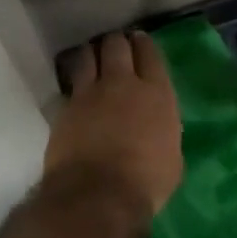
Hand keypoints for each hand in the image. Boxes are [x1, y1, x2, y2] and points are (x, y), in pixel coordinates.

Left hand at [44, 32, 183, 217]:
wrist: (98, 195)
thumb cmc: (146, 182)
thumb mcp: (172, 158)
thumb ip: (164, 134)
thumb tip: (157, 131)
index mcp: (157, 94)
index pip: (150, 54)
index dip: (144, 45)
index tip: (140, 42)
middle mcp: (122, 84)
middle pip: (116, 46)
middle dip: (116, 43)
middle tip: (116, 46)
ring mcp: (89, 94)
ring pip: (87, 56)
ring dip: (91, 53)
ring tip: (92, 57)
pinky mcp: (65, 108)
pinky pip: (70, 84)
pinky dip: (74, 80)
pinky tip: (76, 86)